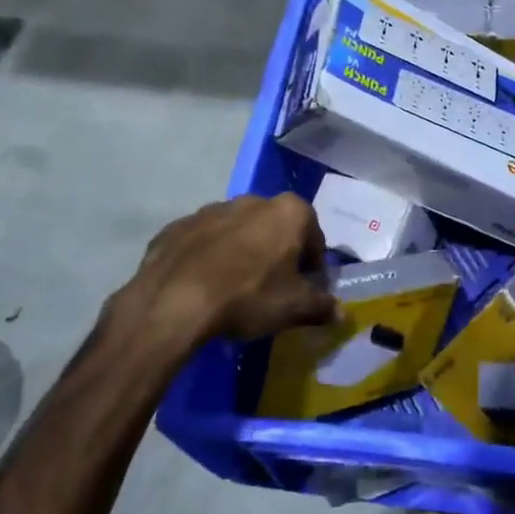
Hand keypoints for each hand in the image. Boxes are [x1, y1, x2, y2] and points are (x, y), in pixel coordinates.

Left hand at [108, 194, 336, 351]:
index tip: (304, 287)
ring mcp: (210, 210)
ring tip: (234, 289)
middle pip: (274, 228)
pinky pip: (202, 242)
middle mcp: (252, 201)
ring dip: (241, 253)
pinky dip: (207, 258)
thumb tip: (340, 313)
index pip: (313, 235)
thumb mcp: (294, 308)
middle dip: (277, 252)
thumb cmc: (248, 296)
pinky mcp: (177, 227)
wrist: (173, 303)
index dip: (312, 263)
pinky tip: (203, 286)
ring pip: (237, 232)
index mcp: (288, 212)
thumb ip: (321, 306)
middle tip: (272, 288)